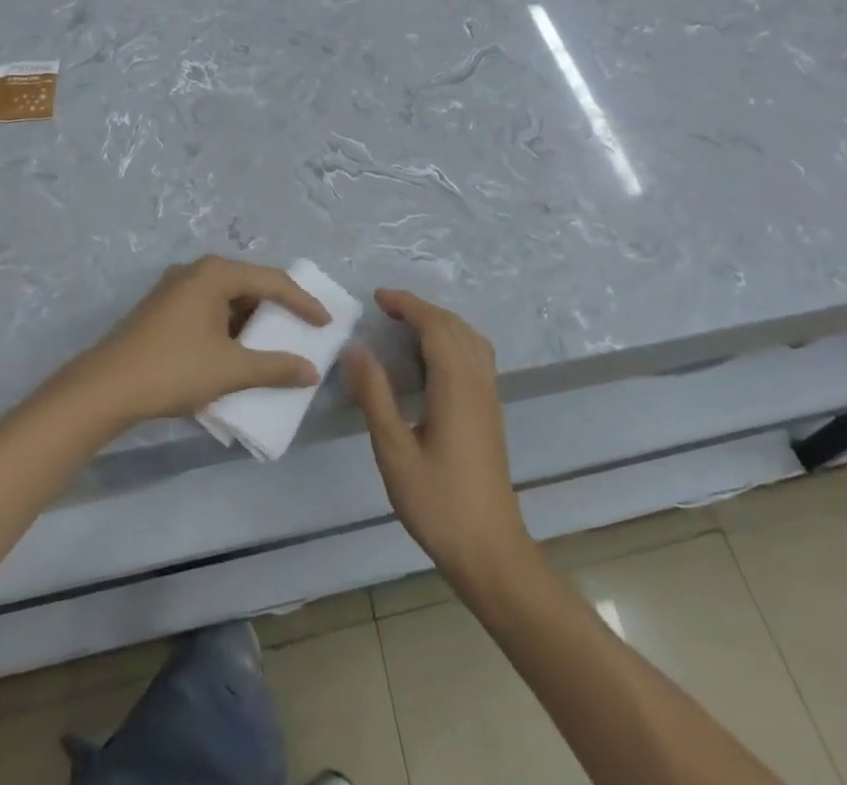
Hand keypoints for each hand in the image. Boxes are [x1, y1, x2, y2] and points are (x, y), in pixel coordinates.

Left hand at [72, 256, 329, 426]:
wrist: (103, 390)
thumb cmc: (173, 369)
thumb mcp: (231, 370)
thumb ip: (275, 368)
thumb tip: (311, 371)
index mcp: (215, 273)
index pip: (272, 281)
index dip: (303, 302)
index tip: (325, 324)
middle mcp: (196, 271)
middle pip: (249, 284)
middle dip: (277, 309)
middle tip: (302, 329)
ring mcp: (175, 289)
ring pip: (227, 299)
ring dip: (251, 321)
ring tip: (273, 344)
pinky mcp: (161, 309)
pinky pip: (208, 309)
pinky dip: (229, 327)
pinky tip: (236, 352)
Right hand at [344, 290, 533, 592]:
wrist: (490, 549)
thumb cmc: (438, 502)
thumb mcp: (394, 451)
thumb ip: (375, 395)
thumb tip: (355, 349)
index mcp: (456, 385)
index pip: (435, 326)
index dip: (408, 305)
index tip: (378, 297)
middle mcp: (478, 381)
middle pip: (454, 326)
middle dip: (420, 309)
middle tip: (385, 310)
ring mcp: (489, 396)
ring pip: (469, 339)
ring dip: (439, 323)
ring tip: (405, 327)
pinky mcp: (490, 411)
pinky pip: (475, 355)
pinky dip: (452, 340)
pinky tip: (431, 360)